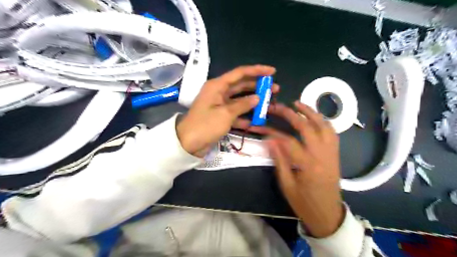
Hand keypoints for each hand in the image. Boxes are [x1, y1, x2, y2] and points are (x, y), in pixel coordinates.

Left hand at [177, 65, 278, 156]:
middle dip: (258, 86)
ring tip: (270, 103)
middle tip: (275, 89)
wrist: (188, 143)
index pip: (240, 73)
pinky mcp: (221, 115)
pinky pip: (236, 112)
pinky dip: (245, 115)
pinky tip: (256, 120)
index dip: (257, 71)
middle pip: (242, 85)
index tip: (272, 71)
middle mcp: (219, 92)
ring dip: (254, 102)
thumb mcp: (226, 114)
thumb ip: (243, 104)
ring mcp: (220, 104)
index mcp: (217, 85)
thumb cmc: (206, 125)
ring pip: (240, 99)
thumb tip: (258, 98)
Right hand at [264, 102, 342, 237]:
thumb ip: (279, 160)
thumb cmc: (304, 202)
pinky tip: (314, 116)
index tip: (262, 127)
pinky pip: (332, 132)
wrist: (328, 214)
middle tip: (278, 107)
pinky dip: (322, 121)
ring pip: (323, 126)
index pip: (288, 142)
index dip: (273, 132)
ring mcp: (331, 153)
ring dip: (311, 112)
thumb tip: (269, 140)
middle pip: (307, 128)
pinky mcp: (335, 154)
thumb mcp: (287, 185)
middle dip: (290, 114)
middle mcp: (322, 155)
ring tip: (298, 103)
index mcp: (308, 165)